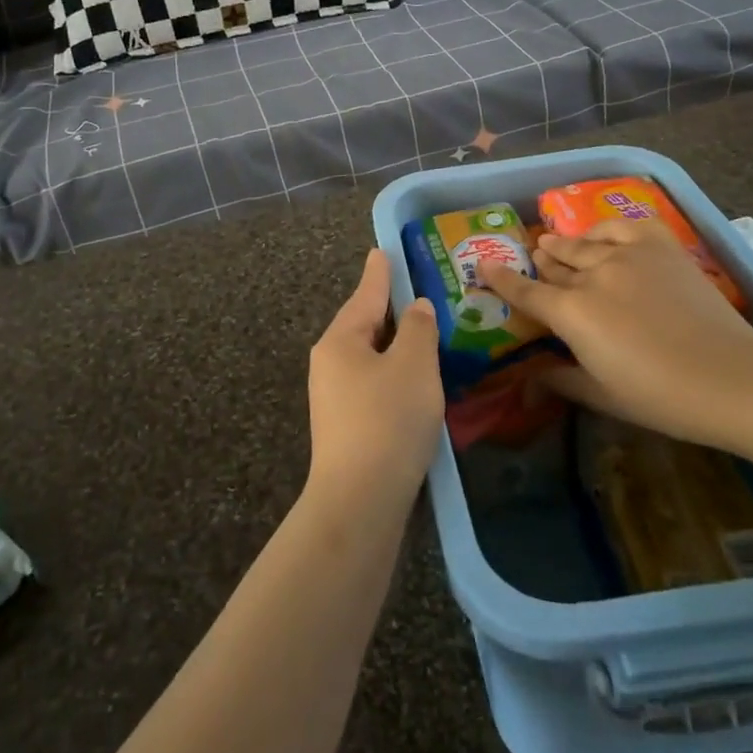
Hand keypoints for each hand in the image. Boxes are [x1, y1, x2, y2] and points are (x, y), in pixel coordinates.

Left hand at [307, 249, 444, 509]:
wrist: (359, 501)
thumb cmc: (388, 420)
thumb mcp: (414, 366)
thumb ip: (418, 329)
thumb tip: (415, 309)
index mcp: (340, 340)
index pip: (365, 295)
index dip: (379, 273)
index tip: (380, 251)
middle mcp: (329, 363)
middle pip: (364, 326)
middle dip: (389, 311)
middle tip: (415, 292)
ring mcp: (333, 398)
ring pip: (370, 358)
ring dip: (395, 347)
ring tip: (423, 335)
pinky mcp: (345, 427)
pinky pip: (373, 385)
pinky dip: (394, 376)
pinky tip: (414, 383)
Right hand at [482, 218, 752, 445]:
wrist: (731, 378)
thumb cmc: (661, 397)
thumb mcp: (602, 395)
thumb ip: (560, 379)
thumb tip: (529, 377)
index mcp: (571, 314)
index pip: (524, 291)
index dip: (500, 278)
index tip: (483, 265)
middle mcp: (591, 276)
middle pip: (554, 263)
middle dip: (539, 261)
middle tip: (533, 259)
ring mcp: (626, 256)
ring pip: (582, 243)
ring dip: (564, 244)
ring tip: (555, 243)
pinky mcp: (659, 248)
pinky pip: (622, 226)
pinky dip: (606, 229)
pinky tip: (602, 236)